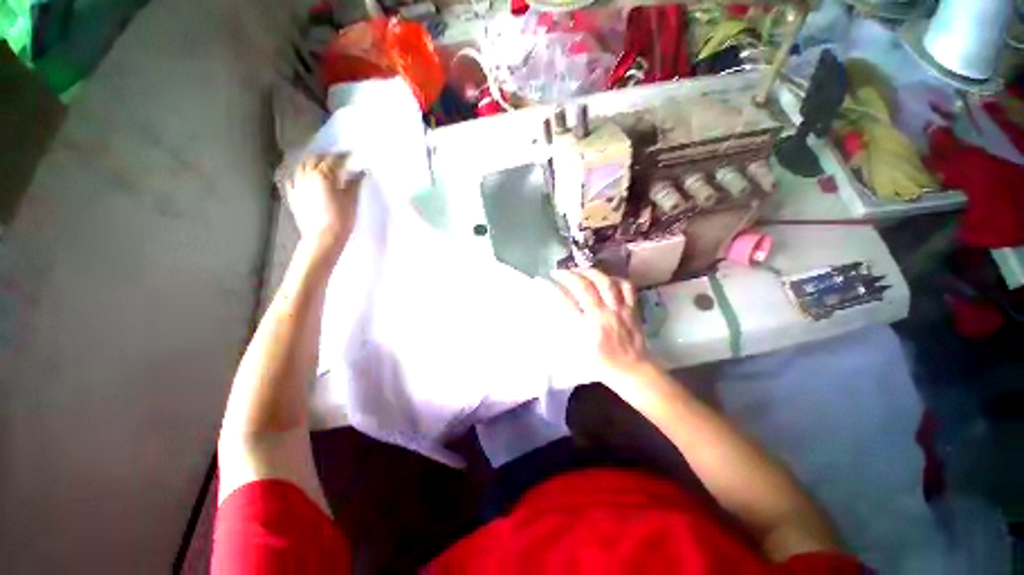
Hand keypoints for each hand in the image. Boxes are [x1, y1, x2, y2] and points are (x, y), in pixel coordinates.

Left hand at [284, 154, 362, 253]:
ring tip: (319, 166)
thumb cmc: (341, 219)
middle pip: (314, 159)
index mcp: (324, 175)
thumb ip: (353, 183)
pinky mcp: (293, 196)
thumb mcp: (351, 200)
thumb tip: (359, 172)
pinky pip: (292, 180)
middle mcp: (308, 176)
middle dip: (324, 157)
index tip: (350, 155)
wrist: (324, 237)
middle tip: (335, 159)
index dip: (342, 156)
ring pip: (301, 167)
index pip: (334, 160)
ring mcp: (298, 185)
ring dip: (310, 164)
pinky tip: (303, 178)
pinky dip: (298, 176)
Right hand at [550, 269, 651, 387]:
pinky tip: (606, 279)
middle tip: (562, 272)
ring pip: (607, 282)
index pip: (569, 302)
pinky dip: (615, 279)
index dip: (557, 288)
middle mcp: (605, 314)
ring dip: (591, 272)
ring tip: (581, 271)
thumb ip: (569, 326)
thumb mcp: (579, 349)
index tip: (550, 278)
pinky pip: (626, 287)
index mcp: (590, 327)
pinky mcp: (633, 309)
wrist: (632, 370)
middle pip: (588, 286)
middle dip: (572, 274)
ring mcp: (621, 310)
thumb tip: (559, 305)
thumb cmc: (602, 363)